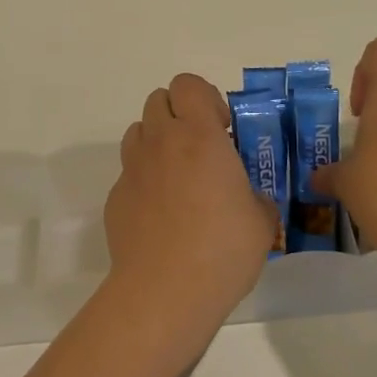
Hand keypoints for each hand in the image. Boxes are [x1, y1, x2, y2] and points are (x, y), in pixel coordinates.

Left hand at [103, 73, 275, 329]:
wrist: (164, 292)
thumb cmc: (222, 250)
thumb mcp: (261, 221)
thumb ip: (255, 197)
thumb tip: (247, 199)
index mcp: (199, 136)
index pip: (188, 84)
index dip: (205, 97)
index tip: (222, 127)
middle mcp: (161, 142)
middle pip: (158, 100)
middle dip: (179, 114)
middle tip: (201, 148)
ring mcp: (133, 169)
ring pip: (139, 131)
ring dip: (158, 141)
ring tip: (179, 176)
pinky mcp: (115, 197)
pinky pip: (130, 172)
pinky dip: (145, 179)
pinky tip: (161, 214)